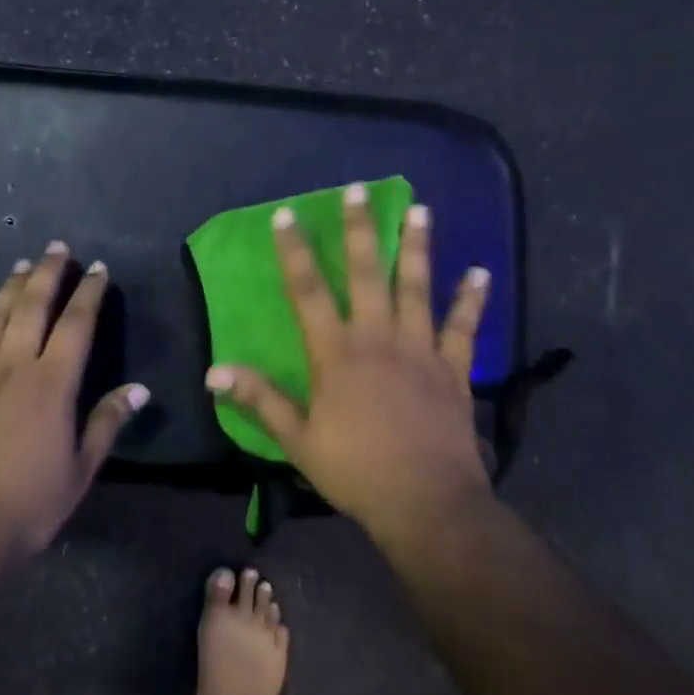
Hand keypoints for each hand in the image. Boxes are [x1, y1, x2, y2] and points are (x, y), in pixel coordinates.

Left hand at [0, 242, 146, 563]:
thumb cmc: (28, 506)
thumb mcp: (80, 470)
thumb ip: (107, 423)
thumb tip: (138, 389)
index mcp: (52, 383)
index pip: (77, 324)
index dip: (89, 293)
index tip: (97, 269)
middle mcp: (13, 366)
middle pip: (32, 306)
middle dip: (47, 273)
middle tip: (56, 248)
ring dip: (8, 288)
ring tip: (20, 265)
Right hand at [205, 185, 492, 537]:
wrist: (427, 505)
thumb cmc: (356, 472)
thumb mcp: (298, 440)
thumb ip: (259, 400)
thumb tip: (214, 372)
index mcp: (336, 354)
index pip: (308, 292)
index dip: (295, 252)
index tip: (287, 215)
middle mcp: (378, 338)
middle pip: (367, 274)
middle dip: (360, 229)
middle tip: (358, 190)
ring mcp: (420, 350)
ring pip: (418, 288)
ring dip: (418, 248)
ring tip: (421, 210)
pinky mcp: (453, 369)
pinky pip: (463, 328)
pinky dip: (471, 300)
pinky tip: (480, 272)